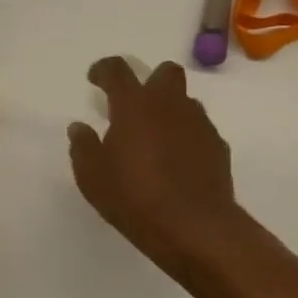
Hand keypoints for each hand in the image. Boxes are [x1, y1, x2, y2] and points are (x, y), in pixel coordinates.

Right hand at [67, 57, 257, 276]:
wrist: (196, 227)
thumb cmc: (135, 198)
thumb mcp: (93, 178)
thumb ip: (83, 147)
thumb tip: (79, 127)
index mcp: (134, 105)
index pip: (117, 70)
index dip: (103, 69)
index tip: (95, 79)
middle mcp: (169, 104)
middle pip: (166, 72)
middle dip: (151, 81)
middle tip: (135, 108)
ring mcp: (198, 123)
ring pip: (185, 101)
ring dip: (170, 111)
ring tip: (157, 140)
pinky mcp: (218, 145)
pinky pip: (200, 129)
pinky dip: (188, 137)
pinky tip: (179, 162)